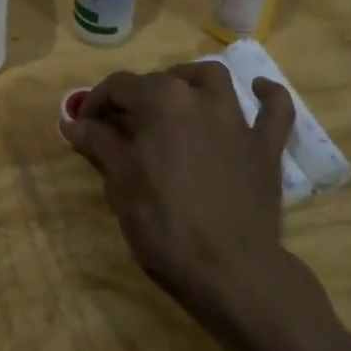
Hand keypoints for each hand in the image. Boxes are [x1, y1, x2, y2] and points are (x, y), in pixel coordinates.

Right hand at [65, 62, 303, 335]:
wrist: (232, 271)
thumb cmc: (166, 225)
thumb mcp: (121, 184)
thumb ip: (100, 144)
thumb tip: (74, 123)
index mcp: (161, 102)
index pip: (120, 86)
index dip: (96, 101)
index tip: (83, 124)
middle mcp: (200, 98)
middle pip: (161, 80)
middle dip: (135, 97)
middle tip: (119, 125)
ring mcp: (237, 120)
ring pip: (213, 79)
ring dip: (190, 80)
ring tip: (175, 97)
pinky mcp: (266, 147)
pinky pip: (276, 109)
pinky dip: (268, 95)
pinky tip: (258, 90)